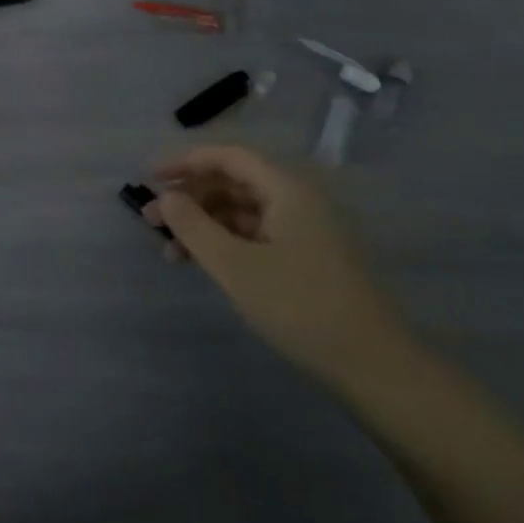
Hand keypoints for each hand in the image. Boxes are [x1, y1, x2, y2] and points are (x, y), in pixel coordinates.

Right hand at [147, 146, 418, 388]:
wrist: (374, 365)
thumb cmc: (300, 306)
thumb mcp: (236, 266)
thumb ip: (194, 227)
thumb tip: (166, 198)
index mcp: (286, 189)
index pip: (228, 157)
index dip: (186, 162)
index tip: (149, 178)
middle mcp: (298, 200)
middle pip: (234, 182)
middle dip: (190, 198)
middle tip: (150, 220)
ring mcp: (305, 230)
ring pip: (242, 212)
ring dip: (204, 224)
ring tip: (170, 251)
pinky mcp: (308, 258)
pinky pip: (256, 235)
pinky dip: (225, 244)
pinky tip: (203, 264)